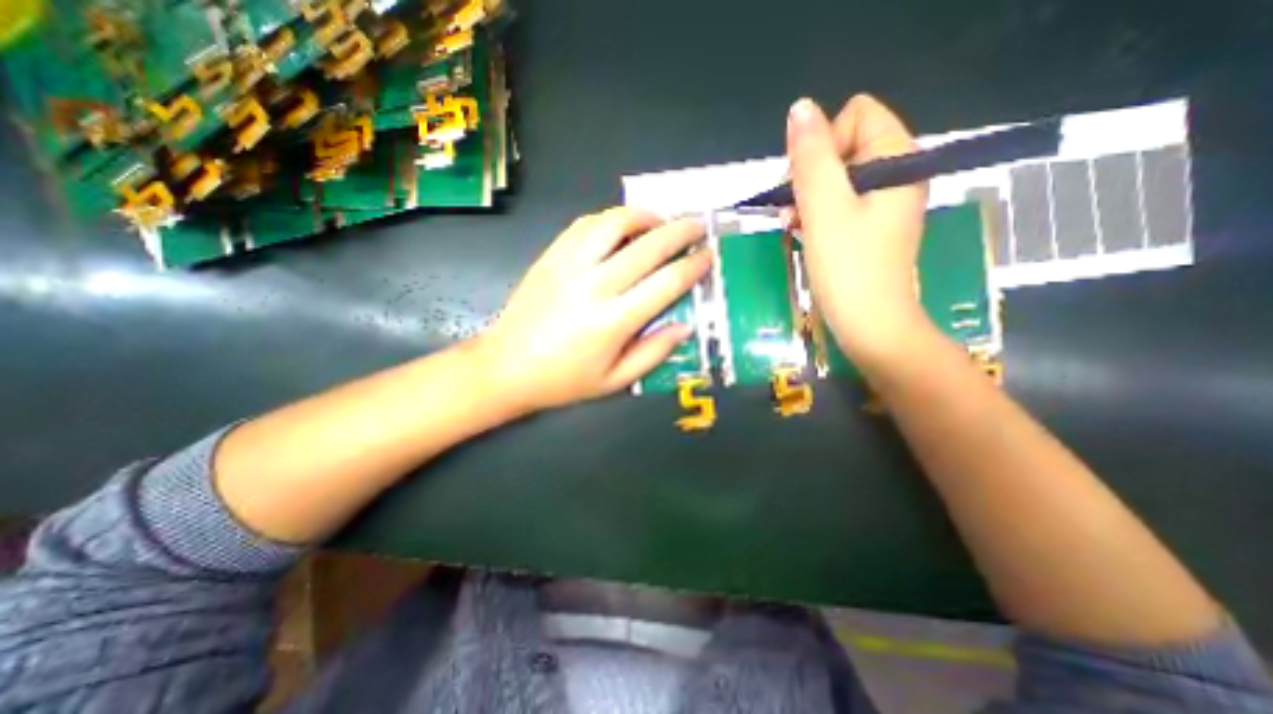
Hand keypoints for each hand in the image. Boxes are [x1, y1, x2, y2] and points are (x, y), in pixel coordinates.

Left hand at [481, 207, 712, 410]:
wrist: (506, 366)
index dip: (693, 266)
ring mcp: (569, 265)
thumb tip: (686, 326)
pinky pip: (585, 225)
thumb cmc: (564, 380)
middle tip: (698, 226)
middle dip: (680, 231)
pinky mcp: (551, 256)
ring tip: (661, 221)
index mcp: (614, 321)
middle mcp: (595, 285)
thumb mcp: (615, 381)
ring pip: (614, 223)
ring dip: (644, 216)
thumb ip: (654, 352)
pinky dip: (610, 218)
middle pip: (648, 245)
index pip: (666, 282)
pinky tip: (621, 227)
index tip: (708, 256)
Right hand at [787, 96, 930, 366]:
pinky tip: (801, 233)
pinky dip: (815, 214)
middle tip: (795, 212)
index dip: (823, 145)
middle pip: (843, 145)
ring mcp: (884, 201)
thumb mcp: (823, 208)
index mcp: (897, 159)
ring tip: (793, 226)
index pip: (855, 115)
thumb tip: (800, 108)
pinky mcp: (870, 225)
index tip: (807, 186)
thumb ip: (811, 157)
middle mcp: (897, 173)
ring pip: (835, 176)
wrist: (869, 324)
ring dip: (807, 198)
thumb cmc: (847, 267)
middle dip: (810, 176)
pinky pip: (838, 202)